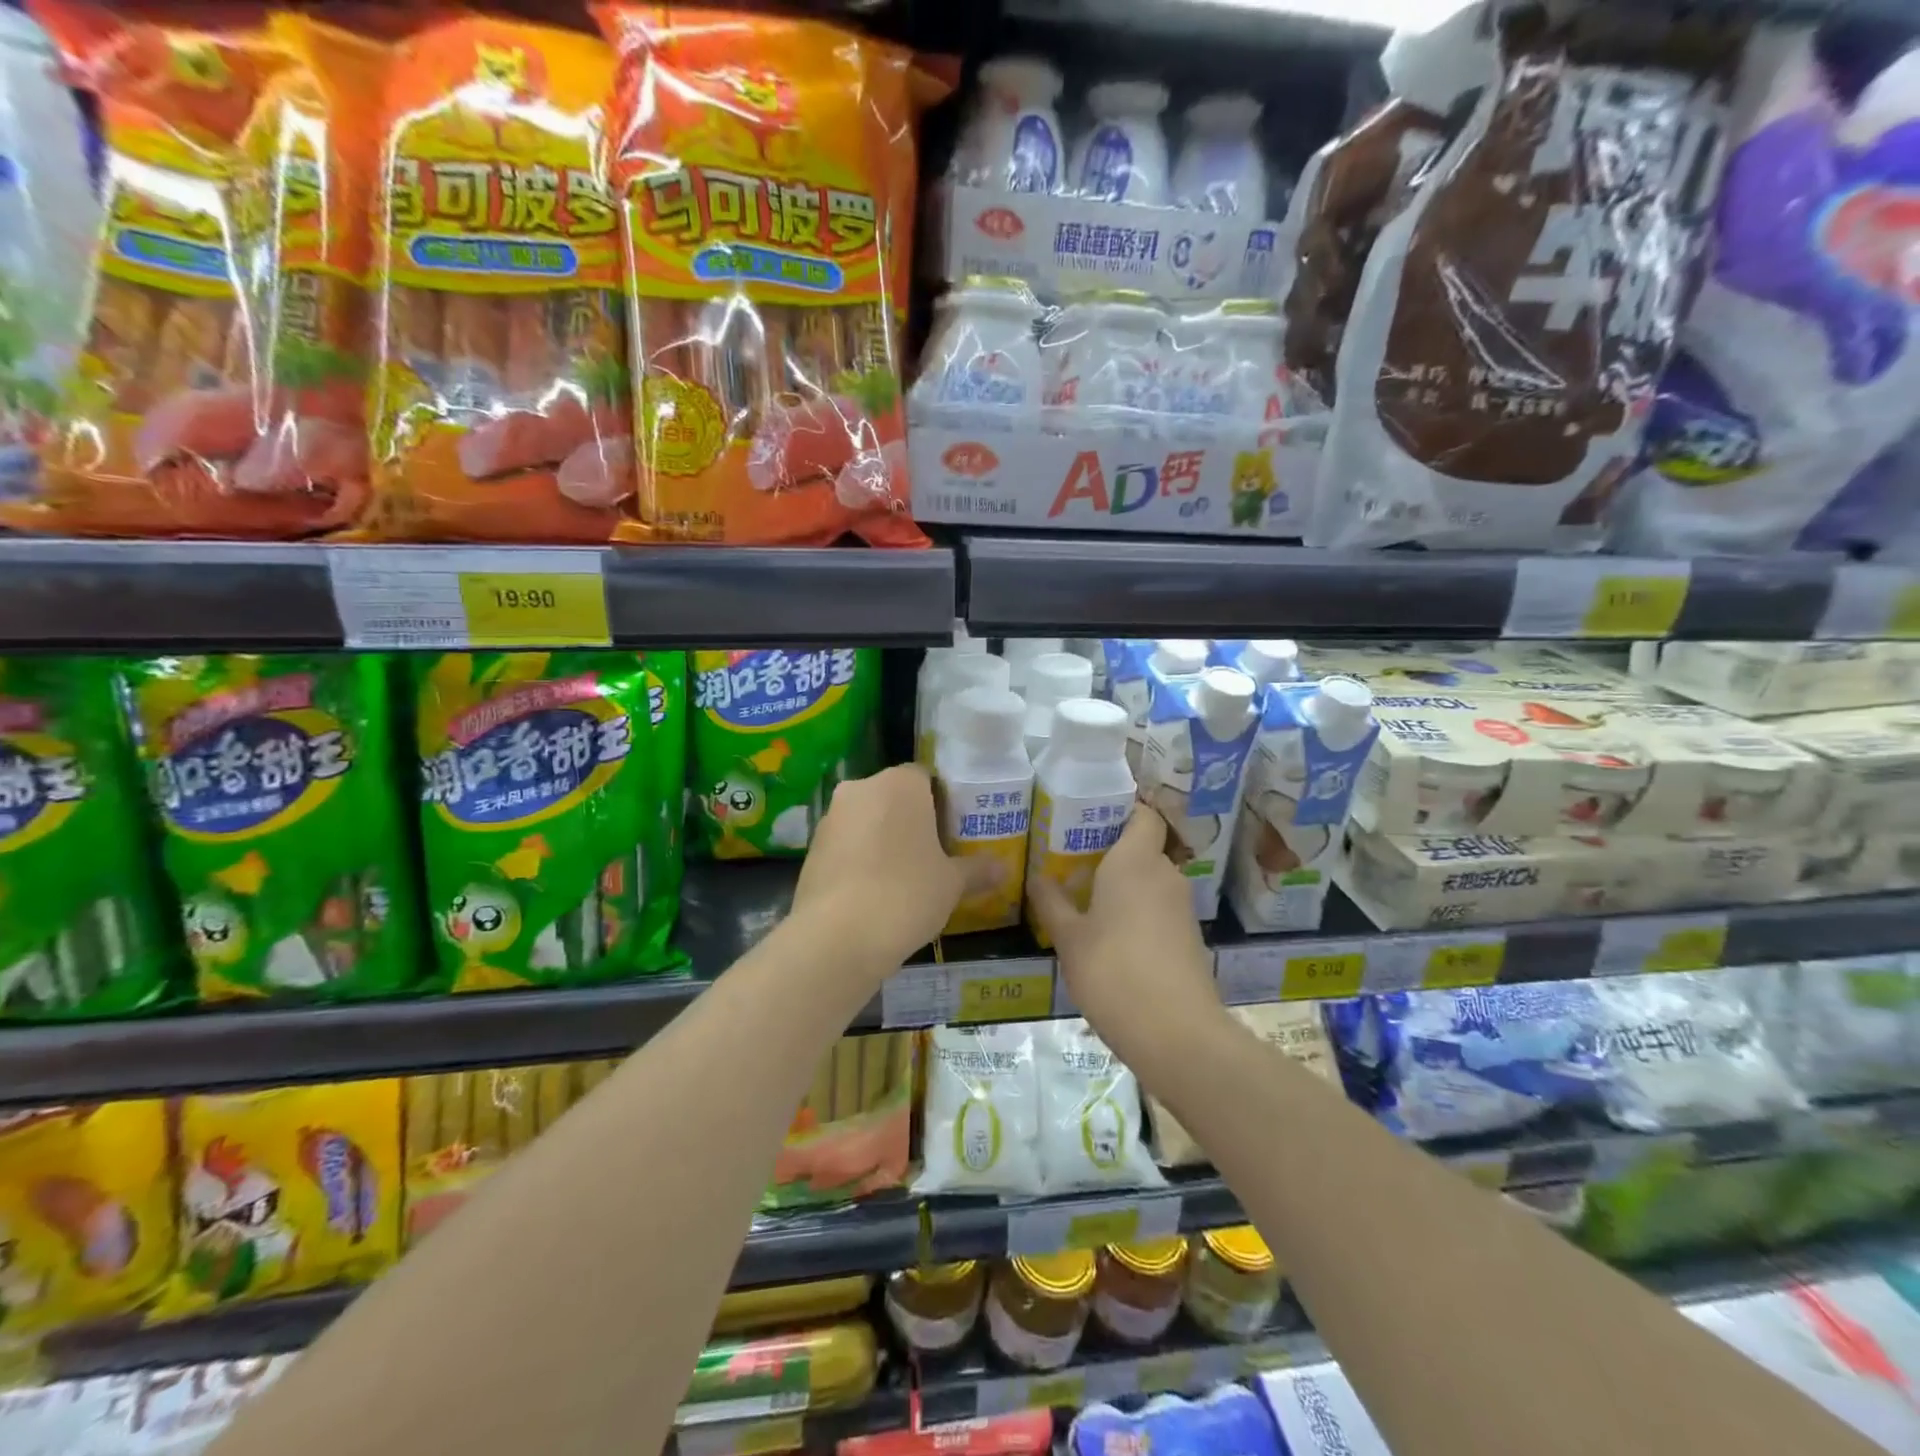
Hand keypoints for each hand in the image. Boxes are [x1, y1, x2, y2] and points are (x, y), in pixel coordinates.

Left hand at [792, 765, 995, 971]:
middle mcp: (861, 789)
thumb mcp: (952, 884)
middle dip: (911, 820)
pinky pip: (846, 845)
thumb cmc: (906, 894)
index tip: (953, 830)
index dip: (942, 801)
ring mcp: (830, 818)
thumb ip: (977, 870)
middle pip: (893, 796)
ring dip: (883, 839)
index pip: (925, 777)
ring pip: (866, 820)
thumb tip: (1003, 869)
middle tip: (933, 853)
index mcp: (900, 784)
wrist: (837, 936)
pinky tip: (874, 892)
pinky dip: (860, 860)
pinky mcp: (811, 849)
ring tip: (904, 877)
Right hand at [1029, 805, 1220, 1062]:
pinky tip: (1110, 936)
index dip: (1122, 809)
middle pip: (1142, 847)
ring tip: (1084, 898)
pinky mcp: (1188, 937)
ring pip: (1150, 880)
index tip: (1089, 817)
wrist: (1177, 1034)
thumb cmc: (1114, 972)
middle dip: (1111, 851)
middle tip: (1072, 860)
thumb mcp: (1069, 939)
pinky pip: (1158, 908)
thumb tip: (1038, 877)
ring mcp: (1181, 907)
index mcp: (1135, 861)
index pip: (1143, 814)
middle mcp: (1164, 874)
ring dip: (1123, 885)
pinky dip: (1137, 912)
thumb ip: (1052, 903)